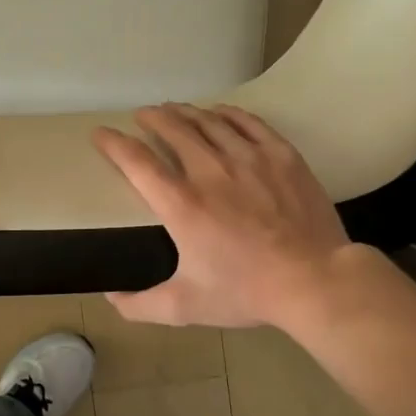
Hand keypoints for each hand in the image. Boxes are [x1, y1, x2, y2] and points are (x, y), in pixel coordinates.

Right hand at [93, 103, 359, 329]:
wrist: (314, 281)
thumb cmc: (246, 292)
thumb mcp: (184, 307)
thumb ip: (140, 305)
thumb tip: (110, 298)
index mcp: (181, 204)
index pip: (136, 161)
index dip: (113, 143)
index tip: (101, 134)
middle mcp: (209, 172)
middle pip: (173, 129)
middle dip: (152, 118)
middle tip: (143, 115)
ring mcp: (248, 159)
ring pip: (209, 121)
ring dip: (185, 112)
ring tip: (174, 109)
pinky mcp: (280, 156)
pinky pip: (248, 122)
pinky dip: (227, 113)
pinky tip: (219, 111)